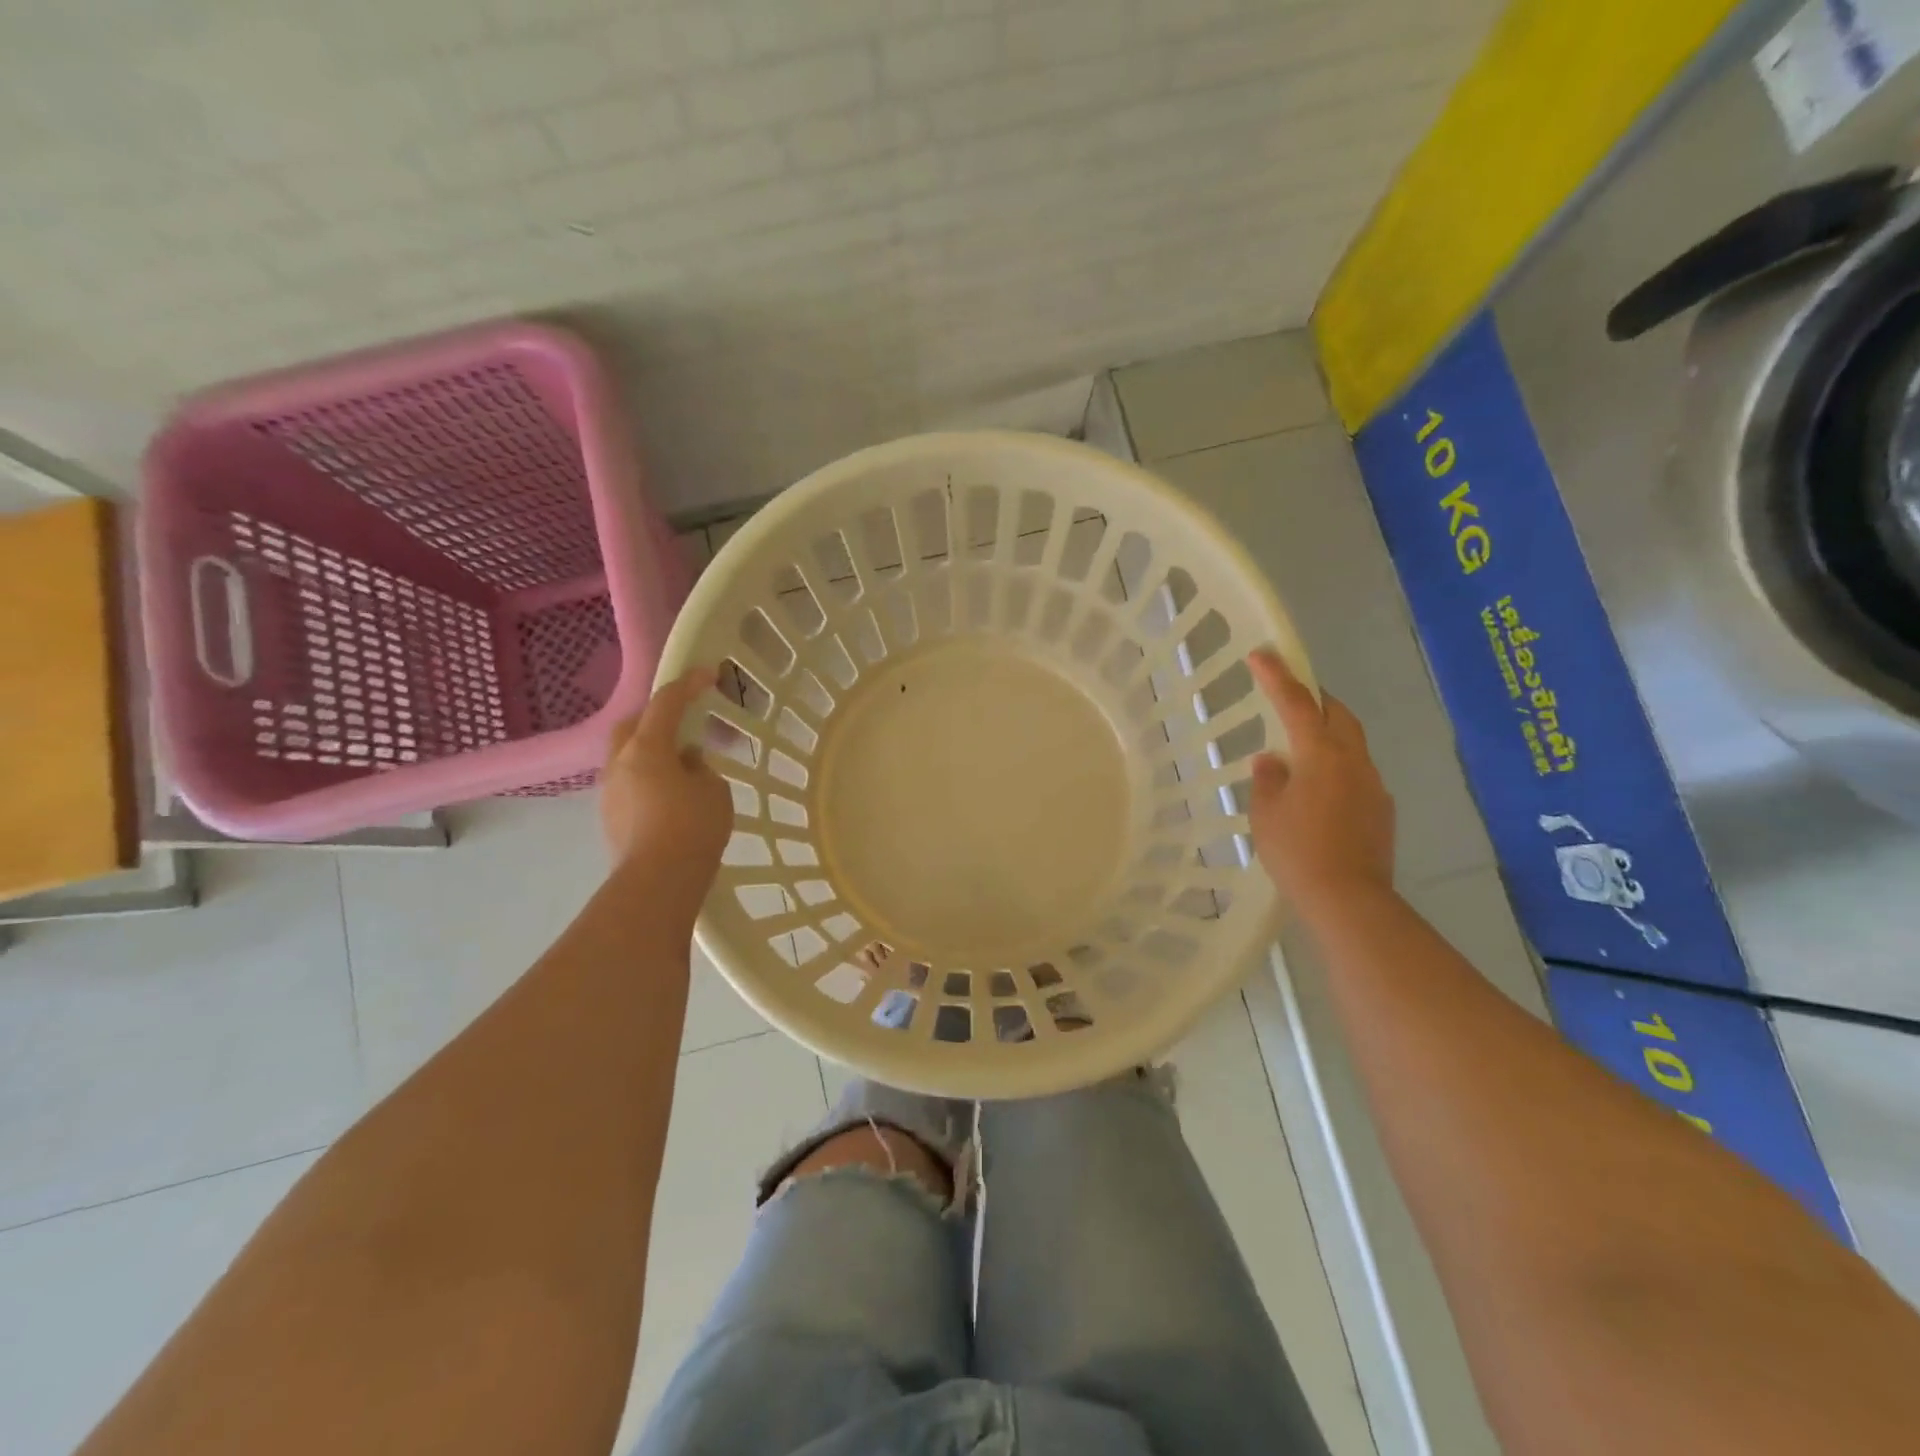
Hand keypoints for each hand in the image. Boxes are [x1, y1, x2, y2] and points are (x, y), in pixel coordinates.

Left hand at [600, 668, 732, 878]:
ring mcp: (609, 791)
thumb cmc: (693, 828)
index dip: (689, 684)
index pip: (666, 702)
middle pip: (633, 724)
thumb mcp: (713, 790)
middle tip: (684, 722)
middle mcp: (620, 762)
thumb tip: (685, 764)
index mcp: (647, 747)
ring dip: (651, 751)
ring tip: (681, 765)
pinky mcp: (609, 816)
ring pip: (627, 755)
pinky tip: (669, 795)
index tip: (709, 674)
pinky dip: (647, 777)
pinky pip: (628, 782)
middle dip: (657, 716)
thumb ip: (700, 768)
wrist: (657, 882)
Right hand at [1247, 648, 1395, 910]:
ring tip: (1300, 752)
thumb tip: (1273, 761)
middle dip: (1315, 700)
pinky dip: (1337, 768)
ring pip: (1351, 744)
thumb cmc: (1297, 852)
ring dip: (1327, 736)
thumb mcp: (1266, 814)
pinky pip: (1357, 774)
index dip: (1278, 677)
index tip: (1262, 654)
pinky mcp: (1382, 810)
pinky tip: (1319, 792)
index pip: (1297, 704)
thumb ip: (1268, 780)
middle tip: (1290, 698)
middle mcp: (1354, 761)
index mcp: (1321, 755)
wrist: (1348, 900)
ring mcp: (1373, 785)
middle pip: (1338, 715)